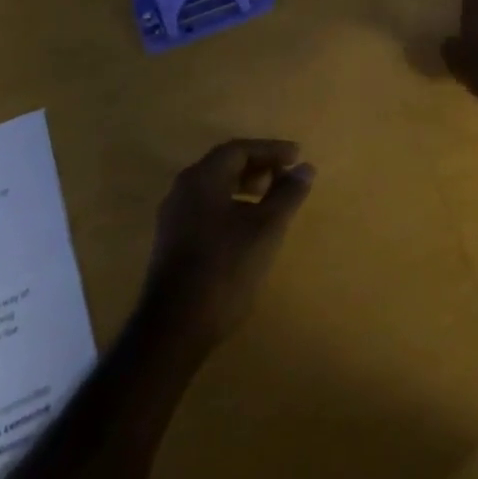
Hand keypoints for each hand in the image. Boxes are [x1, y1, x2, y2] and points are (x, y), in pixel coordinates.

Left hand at [139, 140, 315, 349]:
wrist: (174, 329)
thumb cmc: (224, 269)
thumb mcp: (266, 229)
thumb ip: (287, 195)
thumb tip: (306, 168)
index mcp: (202, 178)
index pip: (239, 149)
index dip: (271, 150)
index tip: (297, 156)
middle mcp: (183, 189)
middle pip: (224, 165)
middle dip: (258, 167)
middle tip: (286, 177)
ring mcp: (173, 217)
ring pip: (214, 188)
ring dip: (244, 187)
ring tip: (271, 202)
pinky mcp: (171, 242)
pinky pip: (206, 208)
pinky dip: (231, 206)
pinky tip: (247, 228)